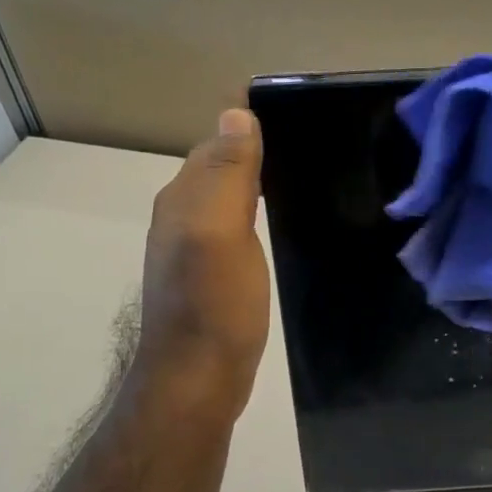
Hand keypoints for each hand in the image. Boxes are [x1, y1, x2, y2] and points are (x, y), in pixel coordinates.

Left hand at [129, 108, 271, 418]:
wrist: (197, 379)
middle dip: (254, 153)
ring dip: (255, 185)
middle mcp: (180, 217)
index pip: (216, 145)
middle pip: (218, 169)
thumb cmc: (214, 305)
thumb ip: (227, 174)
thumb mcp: (221, 232)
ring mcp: (192, 249)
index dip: (250, 131)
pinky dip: (254, 216)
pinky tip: (277, 227)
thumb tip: (235, 112)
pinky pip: (231, 228)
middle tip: (311, 151)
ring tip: (302, 181)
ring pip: (225, 199)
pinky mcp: (208, 276)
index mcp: (183, 199)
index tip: (299, 123)